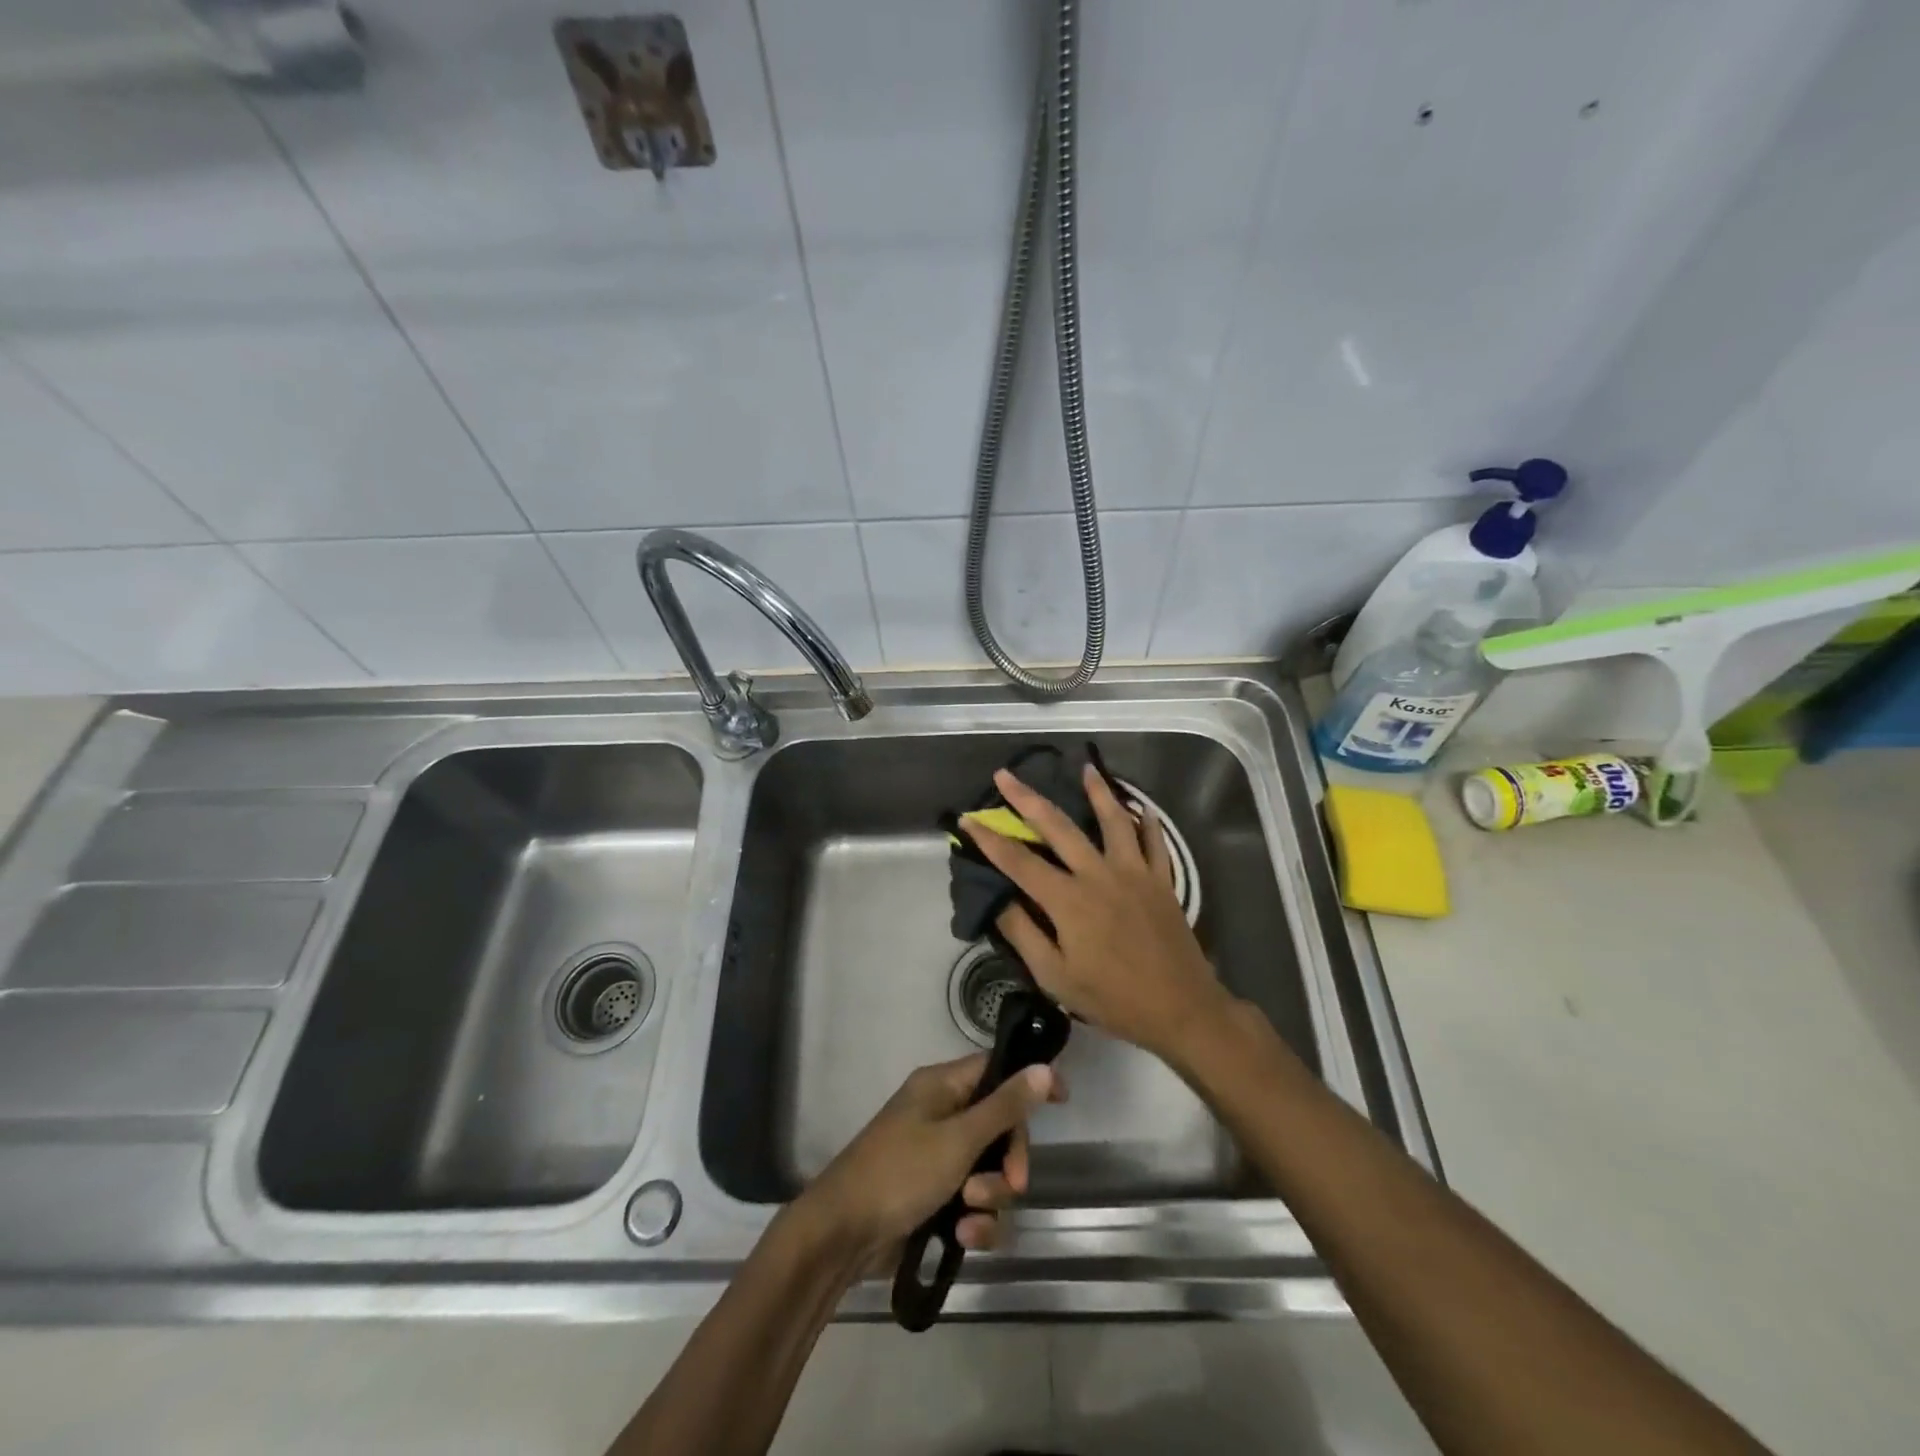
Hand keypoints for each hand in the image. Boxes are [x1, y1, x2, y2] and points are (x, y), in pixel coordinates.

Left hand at [795, 1053, 1064, 1273]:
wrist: (842, 1236)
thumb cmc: (900, 1172)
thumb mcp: (958, 1139)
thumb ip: (1005, 1106)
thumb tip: (1044, 1067)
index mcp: (942, 1086)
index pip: (996, 1068)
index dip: (1029, 1081)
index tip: (1064, 1100)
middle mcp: (942, 1115)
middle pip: (1000, 1126)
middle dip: (1009, 1160)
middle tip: (1013, 1184)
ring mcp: (938, 1158)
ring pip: (990, 1170)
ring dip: (990, 1196)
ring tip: (968, 1213)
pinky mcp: (935, 1198)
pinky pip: (973, 1203)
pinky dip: (974, 1221)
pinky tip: (961, 1239)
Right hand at [963, 765, 1234, 1062]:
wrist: (1181, 1009)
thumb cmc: (1113, 999)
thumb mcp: (1055, 977)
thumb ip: (1024, 934)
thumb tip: (999, 900)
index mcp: (1068, 901)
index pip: (1019, 862)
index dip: (990, 839)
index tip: (968, 819)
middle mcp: (1099, 875)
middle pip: (1058, 827)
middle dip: (1027, 799)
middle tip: (1006, 775)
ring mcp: (1134, 874)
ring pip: (1113, 821)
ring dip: (1097, 792)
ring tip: (1086, 768)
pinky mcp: (1161, 881)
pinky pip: (1154, 842)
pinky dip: (1147, 822)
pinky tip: (1142, 807)